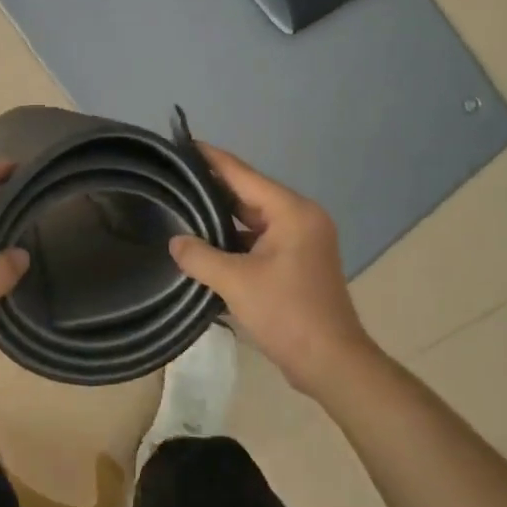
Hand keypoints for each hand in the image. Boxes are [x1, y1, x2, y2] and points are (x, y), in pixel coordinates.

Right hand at [167, 142, 379, 396]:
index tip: (182, 143)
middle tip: (174, 178)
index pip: (243, 175)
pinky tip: (205, 243)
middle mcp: (300, 218)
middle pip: (248, 194)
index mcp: (292, 212)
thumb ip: (200, 256)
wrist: (331, 364)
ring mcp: (301, 241)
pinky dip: (234, 240)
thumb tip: (175, 242)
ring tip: (182, 207)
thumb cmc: (287, 314)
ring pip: (253, 219)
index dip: (211, 159)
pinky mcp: (297, 262)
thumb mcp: (236, 283)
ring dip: (222, 217)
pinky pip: (259, 239)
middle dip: (212, 188)